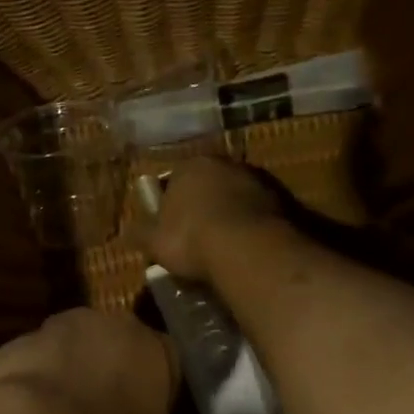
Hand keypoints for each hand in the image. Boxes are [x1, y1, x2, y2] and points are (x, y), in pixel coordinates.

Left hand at [0, 308, 178, 413]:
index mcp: (154, 353)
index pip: (161, 357)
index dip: (145, 380)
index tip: (135, 405)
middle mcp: (112, 327)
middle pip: (111, 336)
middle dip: (102, 360)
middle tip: (92, 401)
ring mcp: (62, 326)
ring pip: (67, 339)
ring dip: (63, 363)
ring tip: (51, 408)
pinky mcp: (20, 338)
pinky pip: (31, 355)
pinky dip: (28, 373)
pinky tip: (20, 408)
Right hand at [138, 157, 283, 282]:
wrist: (247, 249)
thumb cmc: (191, 239)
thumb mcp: (154, 242)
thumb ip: (142, 234)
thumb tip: (131, 232)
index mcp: (190, 166)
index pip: (174, 180)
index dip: (170, 204)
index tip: (170, 227)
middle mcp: (224, 164)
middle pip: (208, 185)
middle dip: (202, 206)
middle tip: (196, 237)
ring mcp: (256, 179)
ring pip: (235, 197)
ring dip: (229, 215)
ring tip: (223, 247)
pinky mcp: (282, 199)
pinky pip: (257, 213)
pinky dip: (251, 226)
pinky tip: (245, 249)